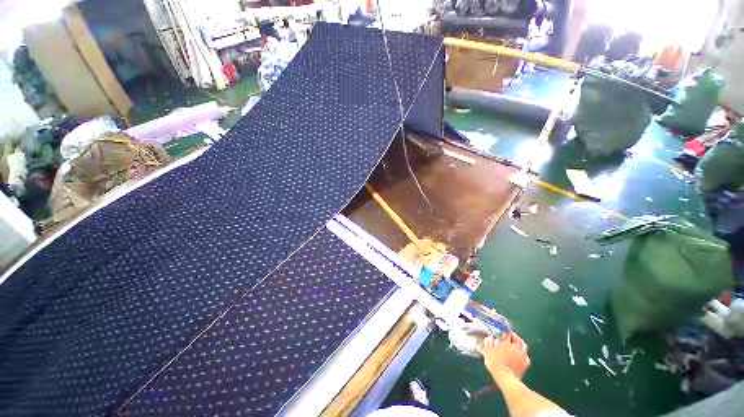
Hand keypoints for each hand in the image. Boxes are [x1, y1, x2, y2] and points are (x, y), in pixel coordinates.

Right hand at [481, 332, 530, 380]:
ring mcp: (522, 355)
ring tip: (516, 343)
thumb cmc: (495, 364)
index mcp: (506, 343)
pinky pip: (526, 355)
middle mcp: (516, 347)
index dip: (505, 330)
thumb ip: (488, 343)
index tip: (502, 329)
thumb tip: (489, 337)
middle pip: (517, 338)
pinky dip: (523, 353)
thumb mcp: (488, 352)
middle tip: (509, 336)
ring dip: (520, 342)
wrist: (507, 379)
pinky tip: (520, 355)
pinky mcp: (526, 363)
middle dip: (514, 335)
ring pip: (523, 345)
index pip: (507, 332)